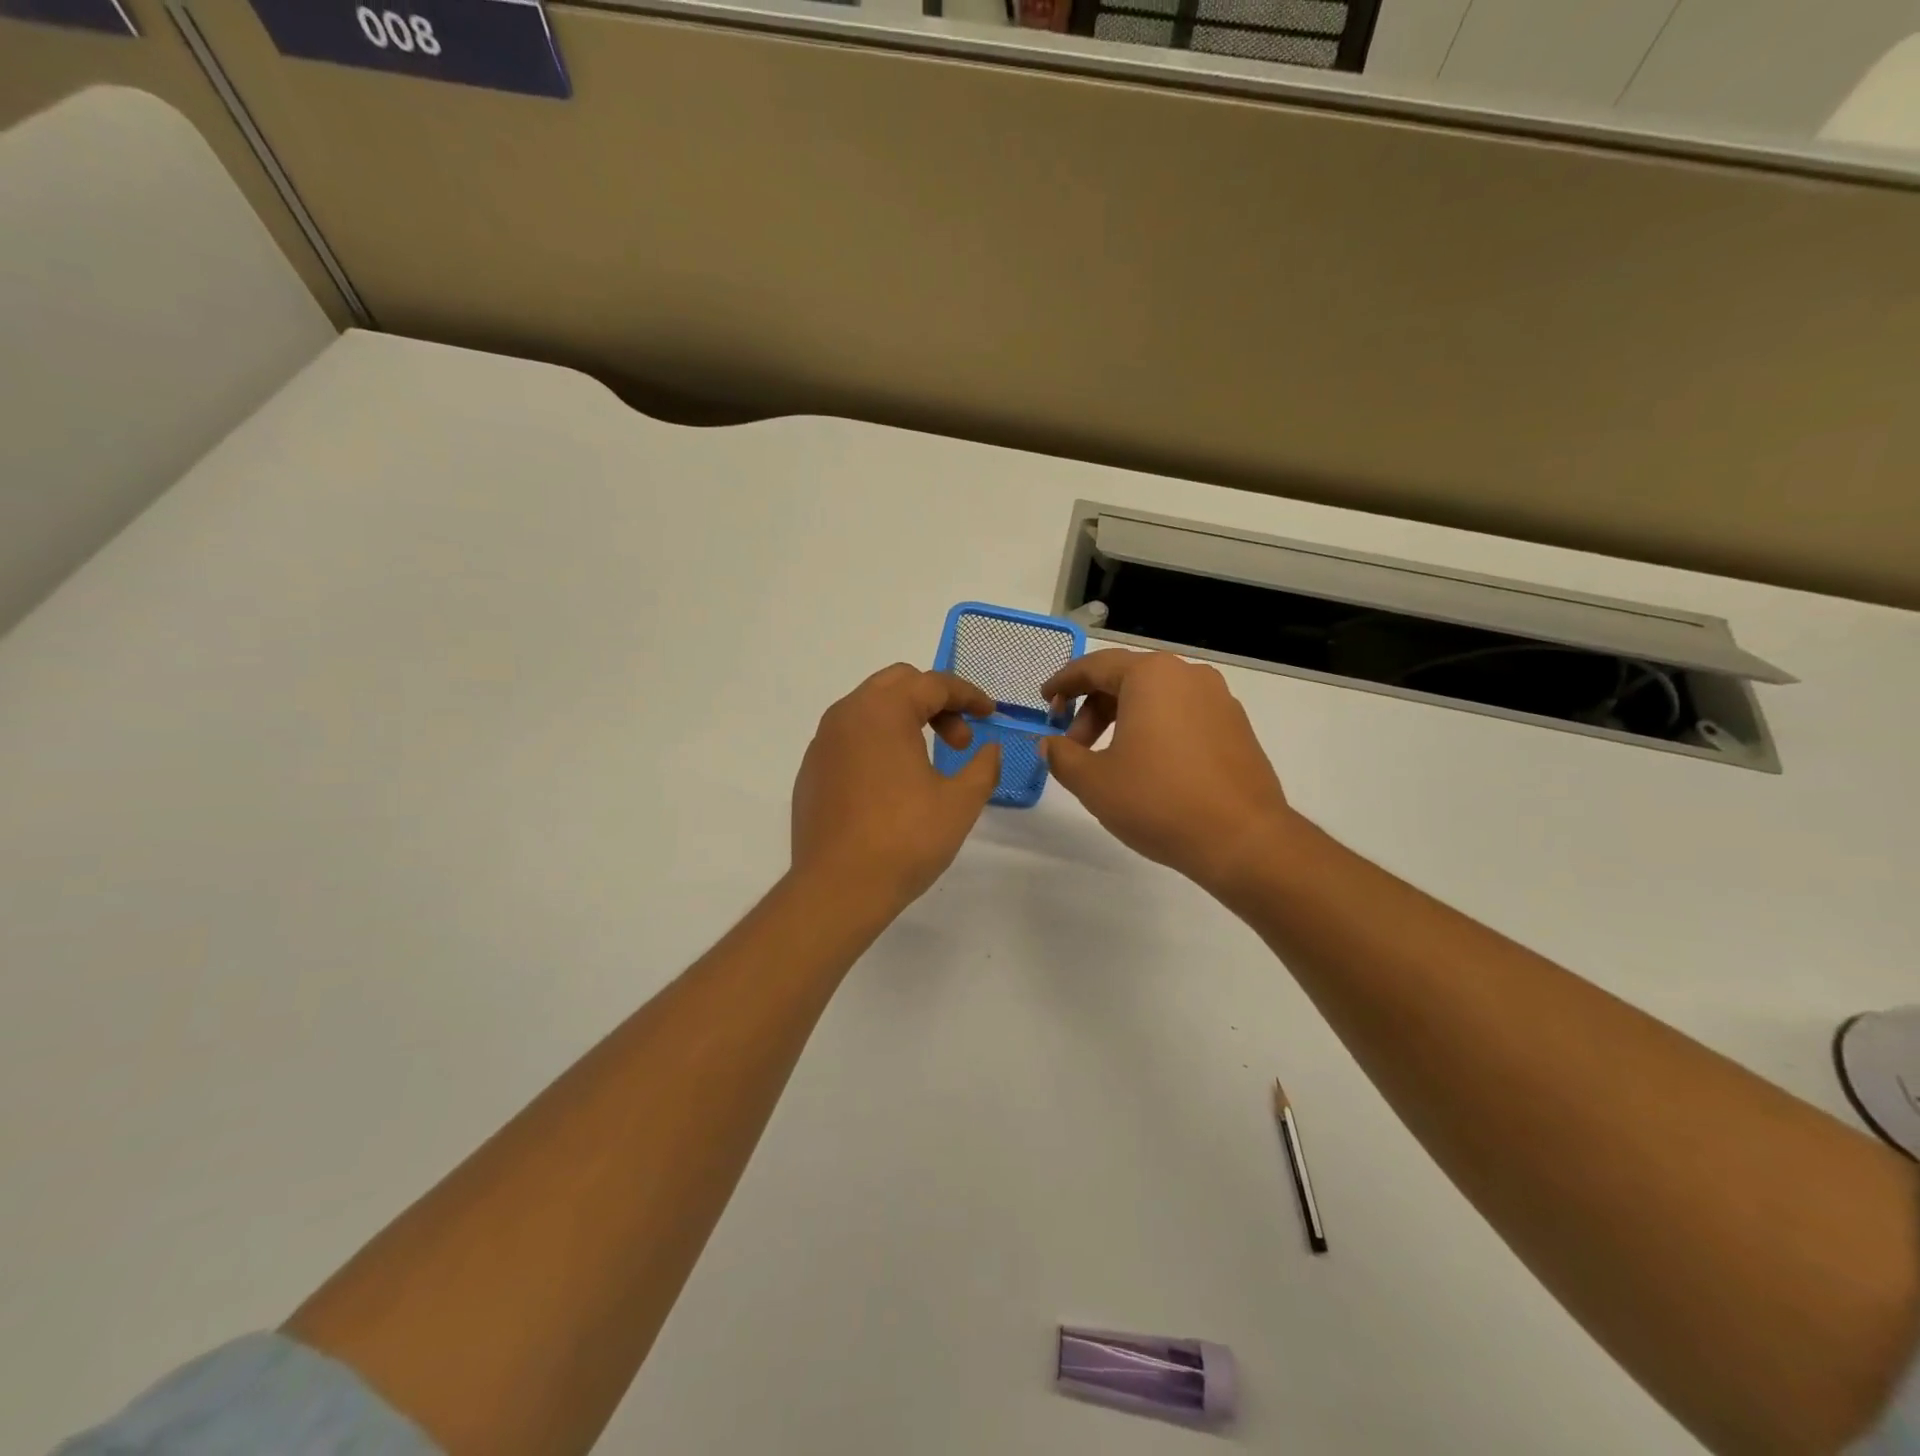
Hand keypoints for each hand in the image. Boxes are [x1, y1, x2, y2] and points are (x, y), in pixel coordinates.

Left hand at [791, 664, 1002, 910]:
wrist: (837, 888)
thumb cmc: (905, 839)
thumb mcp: (960, 802)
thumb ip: (983, 766)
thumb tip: (991, 750)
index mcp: (883, 711)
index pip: (932, 684)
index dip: (968, 695)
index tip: (991, 714)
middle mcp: (846, 715)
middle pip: (897, 684)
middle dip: (936, 701)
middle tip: (961, 739)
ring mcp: (822, 742)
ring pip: (870, 709)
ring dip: (905, 719)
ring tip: (929, 761)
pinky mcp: (812, 770)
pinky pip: (850, 738)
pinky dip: (878, 742)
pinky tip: (893, 783)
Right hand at [1040, 650, 1294, 895]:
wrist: (1242, 839)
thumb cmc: (1158, 801)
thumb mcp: (1093, 781)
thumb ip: (1062, 756)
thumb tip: (1050, 743)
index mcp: (1151, 676)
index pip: (1094, 667)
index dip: (1063, 684)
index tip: (1044, 702)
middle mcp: (1187, 675)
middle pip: (1125, 680)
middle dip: (1092, 710)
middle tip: (1073, 747)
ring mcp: (1218, 699)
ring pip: (1155, 698)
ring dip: (1122, 722)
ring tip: (1108, 762)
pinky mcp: (1236, 727)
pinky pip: (1182, 715)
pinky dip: (1155, 730)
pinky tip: (1147, 767)